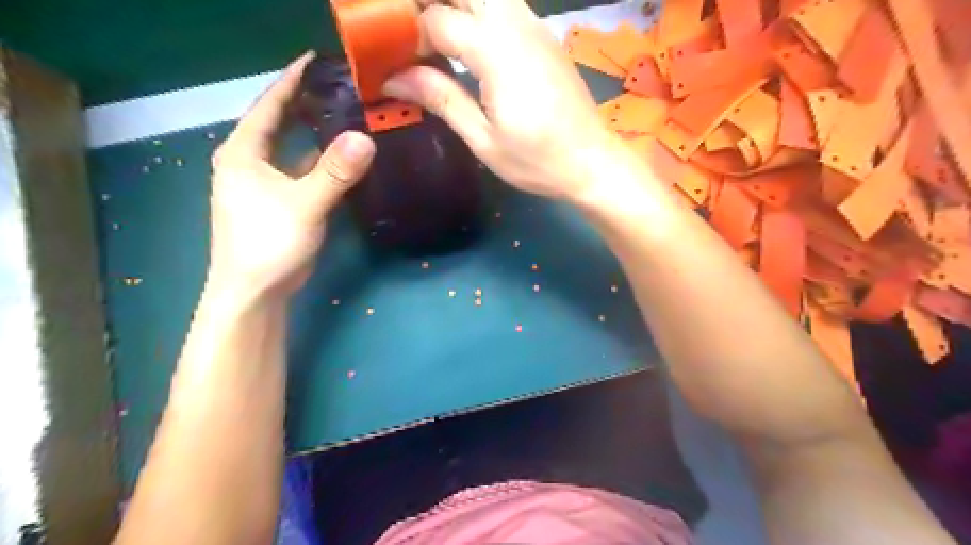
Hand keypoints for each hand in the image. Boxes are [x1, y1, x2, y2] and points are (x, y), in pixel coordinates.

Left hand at [209, 51, 375, 295]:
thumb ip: (334, 172)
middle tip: (340, 86)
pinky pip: (301, 170)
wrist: (254, 292)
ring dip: (314, 132)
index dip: (291, 80)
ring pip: (292, 148)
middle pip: (279, 122)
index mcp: (243, 152)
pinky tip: (341, 157)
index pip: (268, 105)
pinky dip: (319, 160)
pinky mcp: (279, 202)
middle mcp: (249, 162)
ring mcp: (264, 184)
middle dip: (305, 102)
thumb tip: (366, 138)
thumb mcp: (303, 204)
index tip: (317, 60)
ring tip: (346, 115)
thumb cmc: (268, 243)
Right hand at [382, 1, 617, 200]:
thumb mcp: (484, 140)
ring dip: (454, 5)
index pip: (438, 19)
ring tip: (432, 36)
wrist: (592, 162)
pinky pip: (505, 5)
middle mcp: (517, 25)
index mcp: (497, 51)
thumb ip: (442, 99)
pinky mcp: (545, 36)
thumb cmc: (537, 160)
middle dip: (429, 3)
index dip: (408, 35)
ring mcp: (535, 26)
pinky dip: (478, 11)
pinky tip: (467, 41)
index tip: (391, 60)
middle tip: (405, 30)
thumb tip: (394, 78)